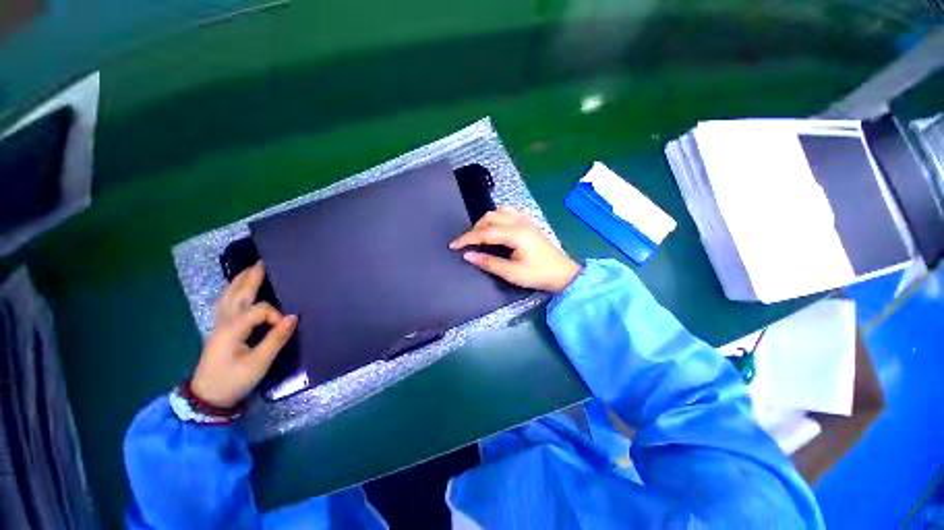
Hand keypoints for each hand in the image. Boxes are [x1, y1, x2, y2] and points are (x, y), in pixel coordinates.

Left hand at [191, 262, 296, 407]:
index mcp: (233, 328)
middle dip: (250, 277)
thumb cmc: (233, 381)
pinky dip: (231, 292)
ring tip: (249, 270)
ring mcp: (219, 326)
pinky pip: (225, 304)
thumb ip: (276, 339)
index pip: (260, 309)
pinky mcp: (219, 331)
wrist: (207, 398)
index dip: (276, 314)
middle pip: (238, 294)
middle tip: (263, 263)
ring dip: (239, 281)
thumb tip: (293, 318)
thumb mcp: (259, 363)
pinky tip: (235, 291)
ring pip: (228, 297)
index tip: (288, 326)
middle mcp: (224, 322)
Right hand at [450, 207, 580, 292]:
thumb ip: (488, 262)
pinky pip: (509, 212)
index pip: (484, 232)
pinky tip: (496, 226)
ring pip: (498, 212)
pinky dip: (497, 217)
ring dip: (485, 221)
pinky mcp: (528, 223)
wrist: (562, 273)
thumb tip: (467, 256)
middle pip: (489, 218)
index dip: (467, 239)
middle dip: (475, 229)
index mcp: (515, 234)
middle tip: (467, 244)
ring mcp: (525, 221)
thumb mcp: (511, 273)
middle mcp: (519, 222)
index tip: (453, 246)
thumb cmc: (537, 274)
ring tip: (480, 235)